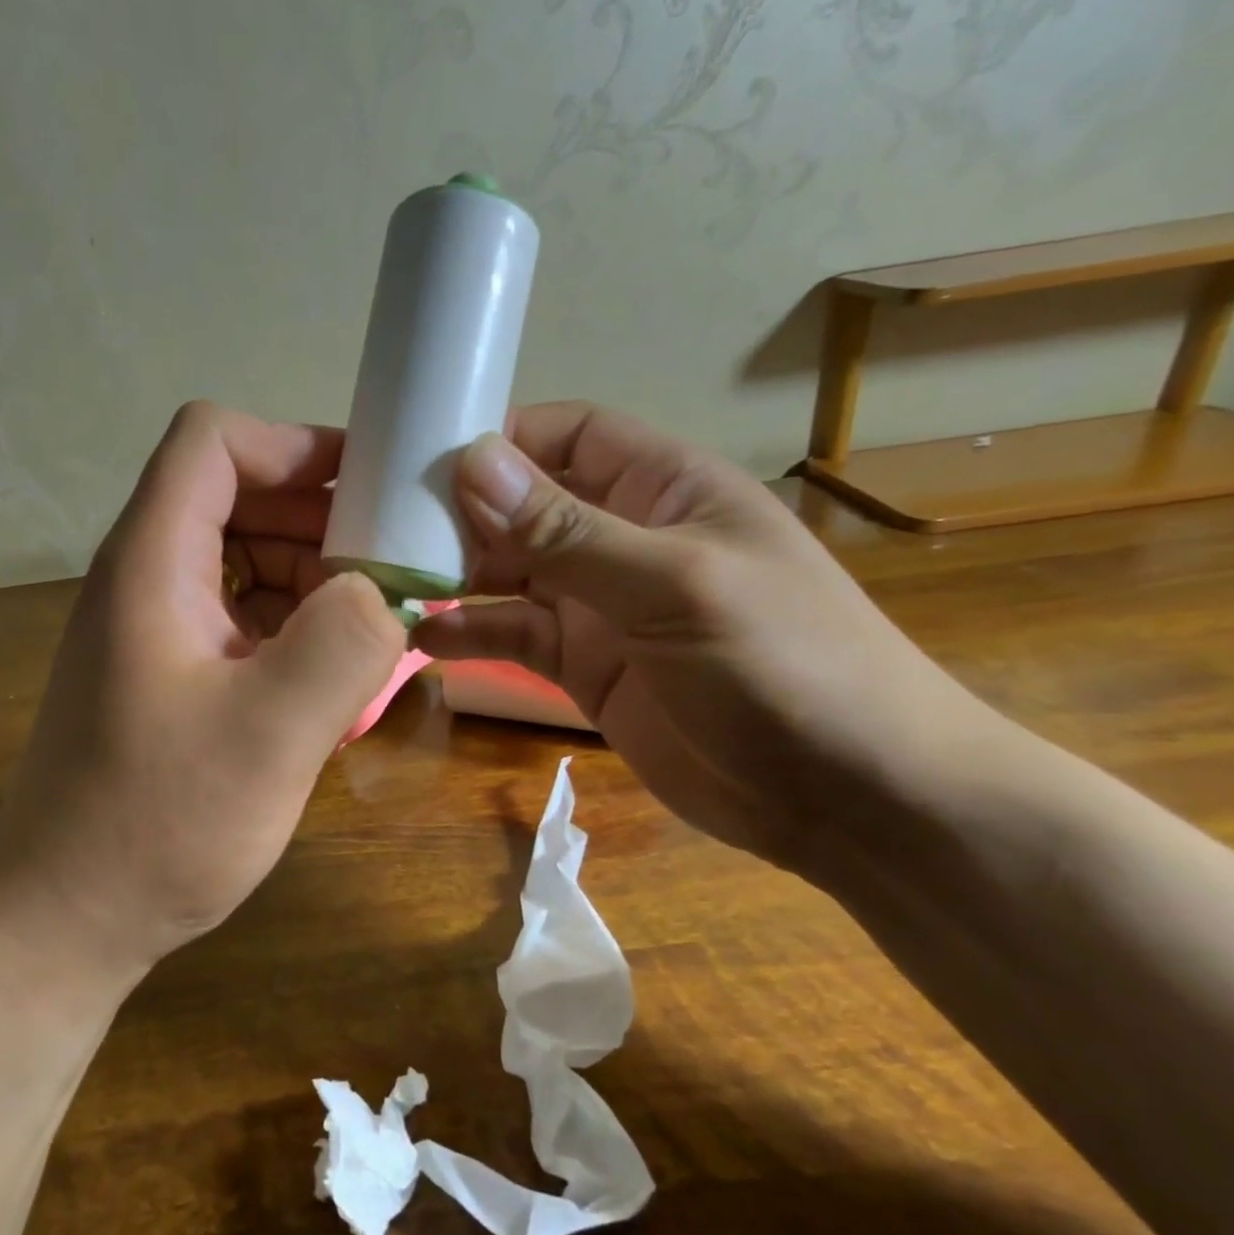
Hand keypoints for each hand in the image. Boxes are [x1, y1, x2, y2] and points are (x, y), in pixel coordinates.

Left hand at [0, 402, 406, 981]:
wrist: (66, 919)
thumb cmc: (157, 825)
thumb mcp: (270, 737)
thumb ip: (341, 646)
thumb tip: (379, 592)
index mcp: (153, 563)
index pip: (212, 441)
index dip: (291, 446)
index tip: (364, 492)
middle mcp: (145, 578)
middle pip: (233, 494)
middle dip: (317, 516)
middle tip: (391, 565)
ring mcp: (154, 627)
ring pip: (241, 556)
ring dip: (311, 574)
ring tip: (375, 623)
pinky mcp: (167, 672)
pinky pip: (238, 614)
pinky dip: (292, 622)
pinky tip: (334, 671)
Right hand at [413, 403, 991, 871]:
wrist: (848, 799)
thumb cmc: (783, 663)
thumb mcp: (672, 584)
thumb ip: (568, 531)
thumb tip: (472, 463)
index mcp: (662, 489)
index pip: (569, 436)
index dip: (502, 439)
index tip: (423, 460)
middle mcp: (623, 537)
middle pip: (525, 505)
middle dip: (461, 514)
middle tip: (385, 532)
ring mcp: (600, 605)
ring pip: (510, 573)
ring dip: (455, 577)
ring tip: (390, 586)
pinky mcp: (583, 665)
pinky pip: (514, 636)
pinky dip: (471, 634)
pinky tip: (425, 642)